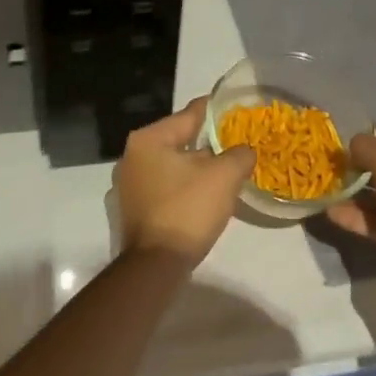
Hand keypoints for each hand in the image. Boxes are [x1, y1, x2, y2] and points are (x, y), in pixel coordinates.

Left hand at [113, 98, 255, 266]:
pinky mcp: (133, 208)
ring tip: (225, 169)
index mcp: (149, 138)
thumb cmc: (187, 210)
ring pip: (172, 165)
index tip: (236, 109)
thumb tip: (246, 151)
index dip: (216, 111)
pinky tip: (204, 194)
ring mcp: (129, 183)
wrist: (155, 266)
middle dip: (207, 142)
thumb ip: (238, 155)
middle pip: (179, 139)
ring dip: (196, 167)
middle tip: (235, 143)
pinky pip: (165, 186)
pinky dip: (183, 186)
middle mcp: (132, 155)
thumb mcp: (223, 177)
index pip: (189, 115)